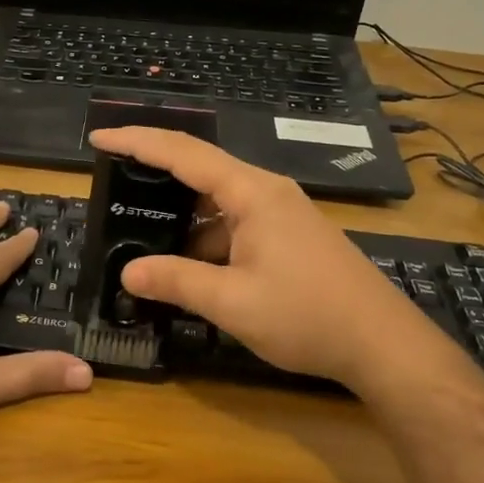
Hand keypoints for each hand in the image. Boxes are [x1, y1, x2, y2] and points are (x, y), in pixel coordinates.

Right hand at [88, 126, 438, 389]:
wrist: (383, 344)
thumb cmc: (308, 315)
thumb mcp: (232, 302)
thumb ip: (176, 282)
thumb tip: (127, 272)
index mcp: (252, 192)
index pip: (184, 152)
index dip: (138, 141)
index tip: (100, 139)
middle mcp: (266, 192)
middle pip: (200, 170)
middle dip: (155, 178)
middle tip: (113, 188)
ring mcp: (281, 214)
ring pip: (217, 203)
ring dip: (181, 218)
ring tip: (141, 234)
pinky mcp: (288, 237)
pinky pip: (235, 225)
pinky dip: (206, 239)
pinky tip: (188, 266)